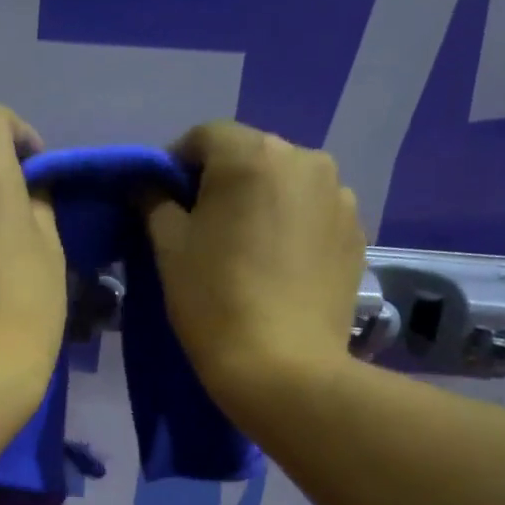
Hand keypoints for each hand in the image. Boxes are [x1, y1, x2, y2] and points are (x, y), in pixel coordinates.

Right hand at [146, 121, 365, 420]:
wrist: (283, 367)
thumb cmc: (214, 301)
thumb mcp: (168, 248)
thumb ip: (154, 202)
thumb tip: (148, 184)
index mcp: (253, 155)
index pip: (203, 137)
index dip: (175, 166)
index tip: (162, 205)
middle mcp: (305, 159)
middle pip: (249, 156)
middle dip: (221, 183)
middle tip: (202, 230)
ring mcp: (339, 196)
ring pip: (284, 184)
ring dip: (260, 203)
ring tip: (245, 251)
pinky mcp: (356, 233)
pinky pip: (312, 214)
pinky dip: (290, 227)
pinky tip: (277, 267)